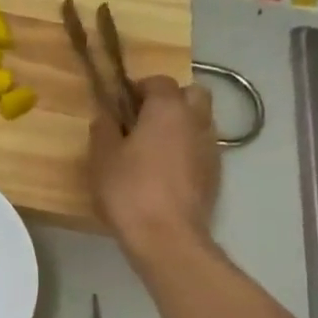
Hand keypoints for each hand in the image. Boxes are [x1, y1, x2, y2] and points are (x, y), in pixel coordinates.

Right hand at [88, 76, 220, 269]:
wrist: (167, 236)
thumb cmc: (129, 191)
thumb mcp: (102, 158)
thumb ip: (103, 130)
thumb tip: (106, 115)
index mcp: (167, 109)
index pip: (159, 81)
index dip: (139, 87)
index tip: (121, 103)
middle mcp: (196, 120)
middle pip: (192, 94)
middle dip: (171, 99)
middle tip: (144, 120)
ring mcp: (210, 147)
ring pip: (200, 121)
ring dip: (181, 125)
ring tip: (154, 148)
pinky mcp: (216, 173)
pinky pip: (201, 148)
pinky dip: (187, 150)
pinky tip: (166, 172)